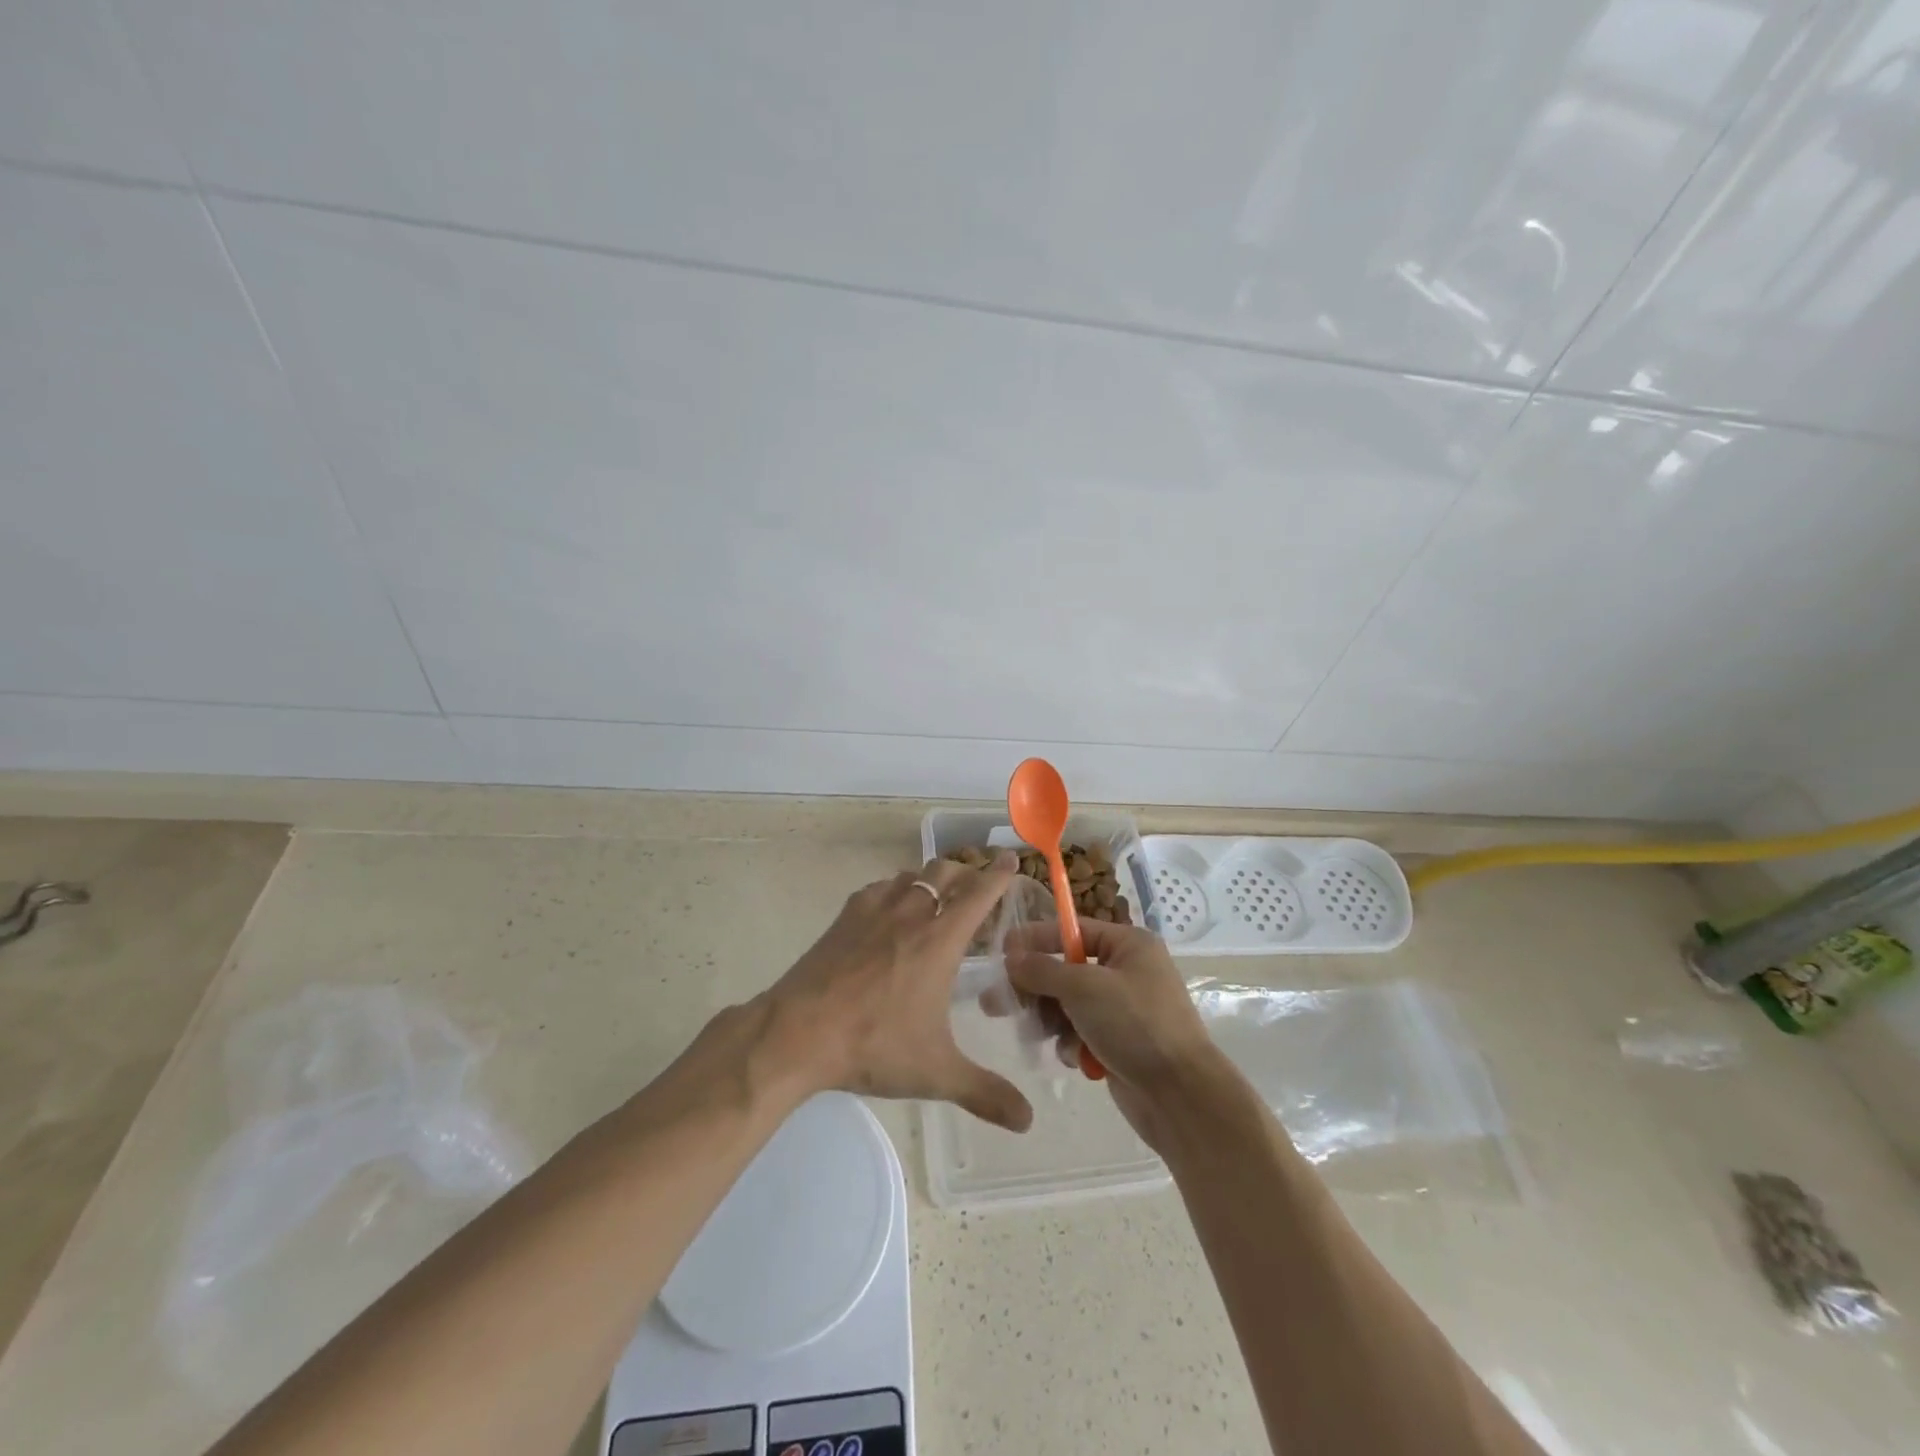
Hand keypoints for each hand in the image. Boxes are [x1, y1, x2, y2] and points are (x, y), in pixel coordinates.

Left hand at [758, 851, 1033, 1131]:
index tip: (1010, 858)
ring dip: (930, 879)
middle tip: (976, 885)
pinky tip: (889, 911)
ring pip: (911, 875)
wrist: (798, 1033)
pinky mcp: (844, 917)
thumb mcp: (936, 1073)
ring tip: (936, 897)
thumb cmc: (874, 1045)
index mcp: (940, 940)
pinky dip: (895, 890)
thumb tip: (1028, 1120)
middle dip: (966, 871)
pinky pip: (879, 888)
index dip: (998, 874)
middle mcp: (911, 914)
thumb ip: (985, 1093)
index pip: (979, 893)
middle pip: (944, 871)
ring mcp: (874, 911)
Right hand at [1003, 919, 1221, 1147]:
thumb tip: (1012, 958)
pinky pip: (1081, 1032)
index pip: (1073, 930)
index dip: (1037, 939)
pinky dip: (1072, 1043)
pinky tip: (1075, 1058)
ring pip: (1069, 1004)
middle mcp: (1128, 971)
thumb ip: (1042, 970)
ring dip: (1053, 1019)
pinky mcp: (1120, 1043)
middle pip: (1066, 969)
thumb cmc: (1135, 1025)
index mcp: (1129, 945)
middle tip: (998, 1002)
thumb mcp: (1083, 988)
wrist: (1180, 1097)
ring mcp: (1125, 1009)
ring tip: (1038, 1034)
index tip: (1002, 952)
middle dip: (1036, 987)